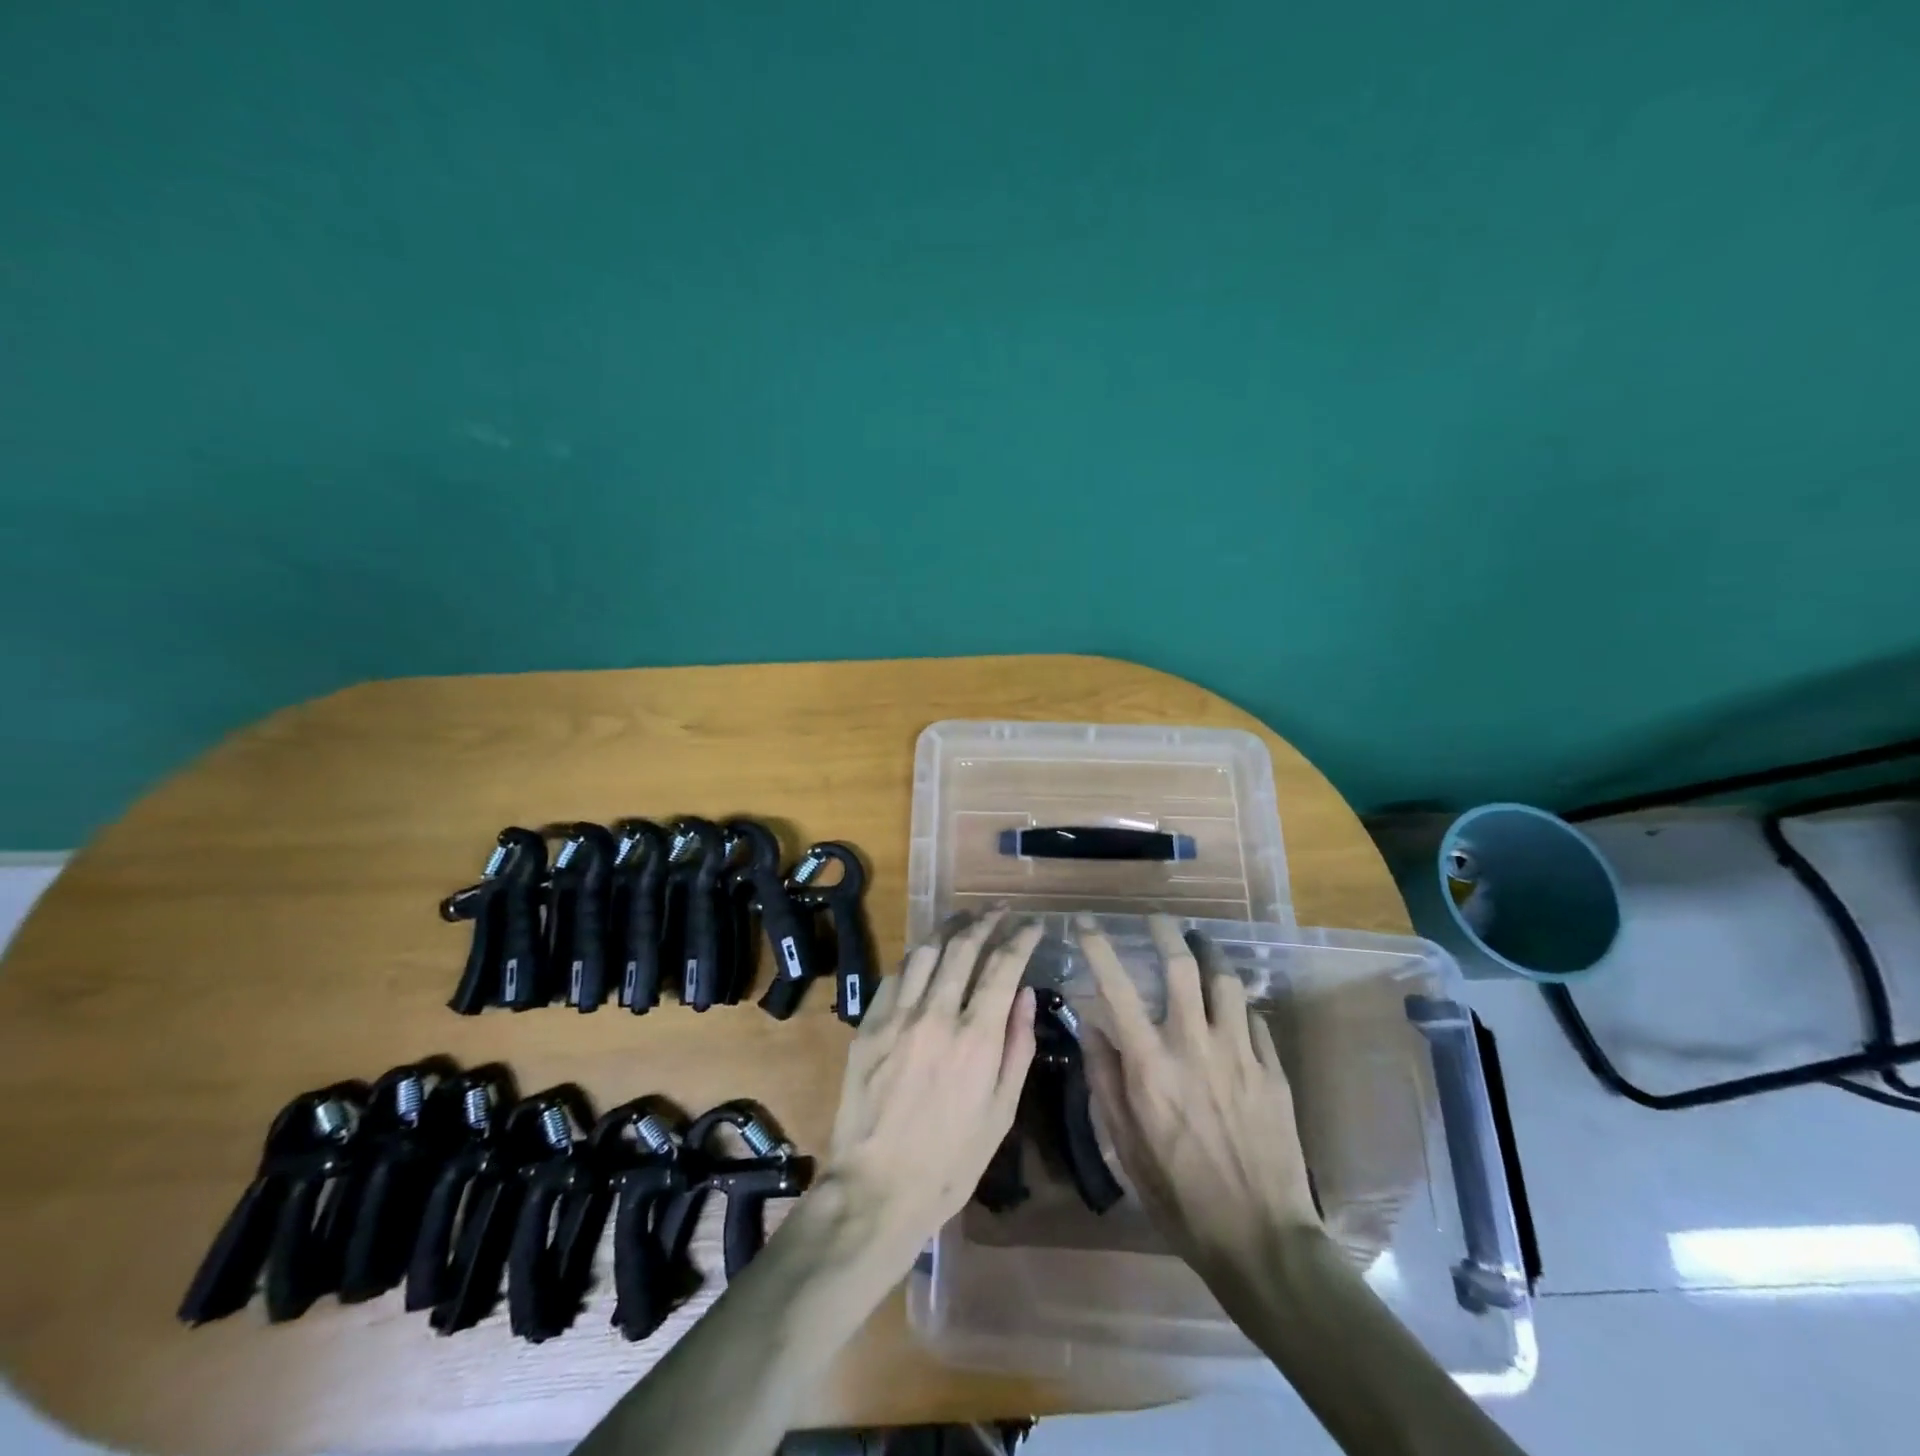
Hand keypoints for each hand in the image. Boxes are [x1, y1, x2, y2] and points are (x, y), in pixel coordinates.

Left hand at [820, 911, 1040, 1269]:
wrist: (877, 1189)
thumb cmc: (951, 1161)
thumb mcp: (1001, 1112)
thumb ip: (1016, 1046)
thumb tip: (1026, 994)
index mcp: (976, 1038)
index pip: (1003, 966)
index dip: (1021, 937)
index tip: (1033, 924)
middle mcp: (937, 1014)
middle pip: (963, 946)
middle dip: (986, 920)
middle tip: (1000, 910)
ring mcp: (897, 1016)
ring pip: (925, 951)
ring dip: (949, 929)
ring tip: (965, 919)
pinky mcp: (868, 1025)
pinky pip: (894, 976)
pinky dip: (915, 958)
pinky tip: (925, 956)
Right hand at [1076, 913, 1321, 1281]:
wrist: (1261, 1239)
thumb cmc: (1179, 1195)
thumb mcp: (1126, 1144)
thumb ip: (1105, 1079)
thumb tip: (1091, 1026)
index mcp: (1151, 1065)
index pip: (1117, 988)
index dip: (1097, 947)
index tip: (1085, 922)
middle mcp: (1195, 1045)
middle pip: (1182, 966)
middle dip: (1166, 932)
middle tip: (1157, 919)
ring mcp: (1240, 1054)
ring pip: (1227, 981)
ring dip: (1210, 954)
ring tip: (1200, 945)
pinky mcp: (1273, 1070)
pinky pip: (1255, 1019)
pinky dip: (1238, 1005)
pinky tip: (1233, 1008)